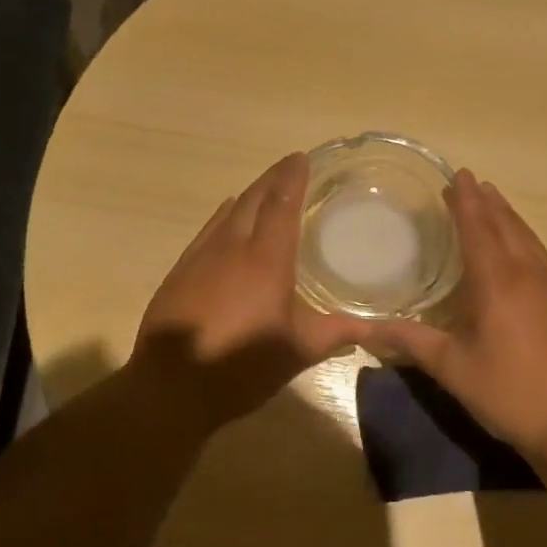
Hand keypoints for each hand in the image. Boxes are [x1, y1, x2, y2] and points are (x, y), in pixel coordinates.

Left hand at [131, 152, 363, 431]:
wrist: (171, 388)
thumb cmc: (241, 367)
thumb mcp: (297, 352)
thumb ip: (336, 333)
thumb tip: (376, 327)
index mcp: (265, 259)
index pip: (281, 203)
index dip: (293, 177)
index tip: (302, 158)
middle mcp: (232, 247)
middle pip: (253, 199)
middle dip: (272, 179)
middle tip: (289, 166)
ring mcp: (201, 257)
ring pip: (228, 213)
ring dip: (249, 196)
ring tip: (264, 190)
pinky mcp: (181, 271)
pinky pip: (208, 231)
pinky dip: (224, 217)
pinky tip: (227, 219)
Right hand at [359, 170, 546, 460]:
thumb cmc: (509, 393)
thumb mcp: (452, 368)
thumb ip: (411, 341)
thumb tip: (367, 328)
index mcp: (497, 284)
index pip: (479, 230)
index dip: (466, 202)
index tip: (459, 175)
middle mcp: (529, 276)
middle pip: (507, 227)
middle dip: (487, 202)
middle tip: (471, 182)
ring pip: (529, 240)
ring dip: (509, 217)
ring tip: (495, 202)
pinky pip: (543, 258)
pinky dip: (526, 240)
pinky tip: (522, 250)